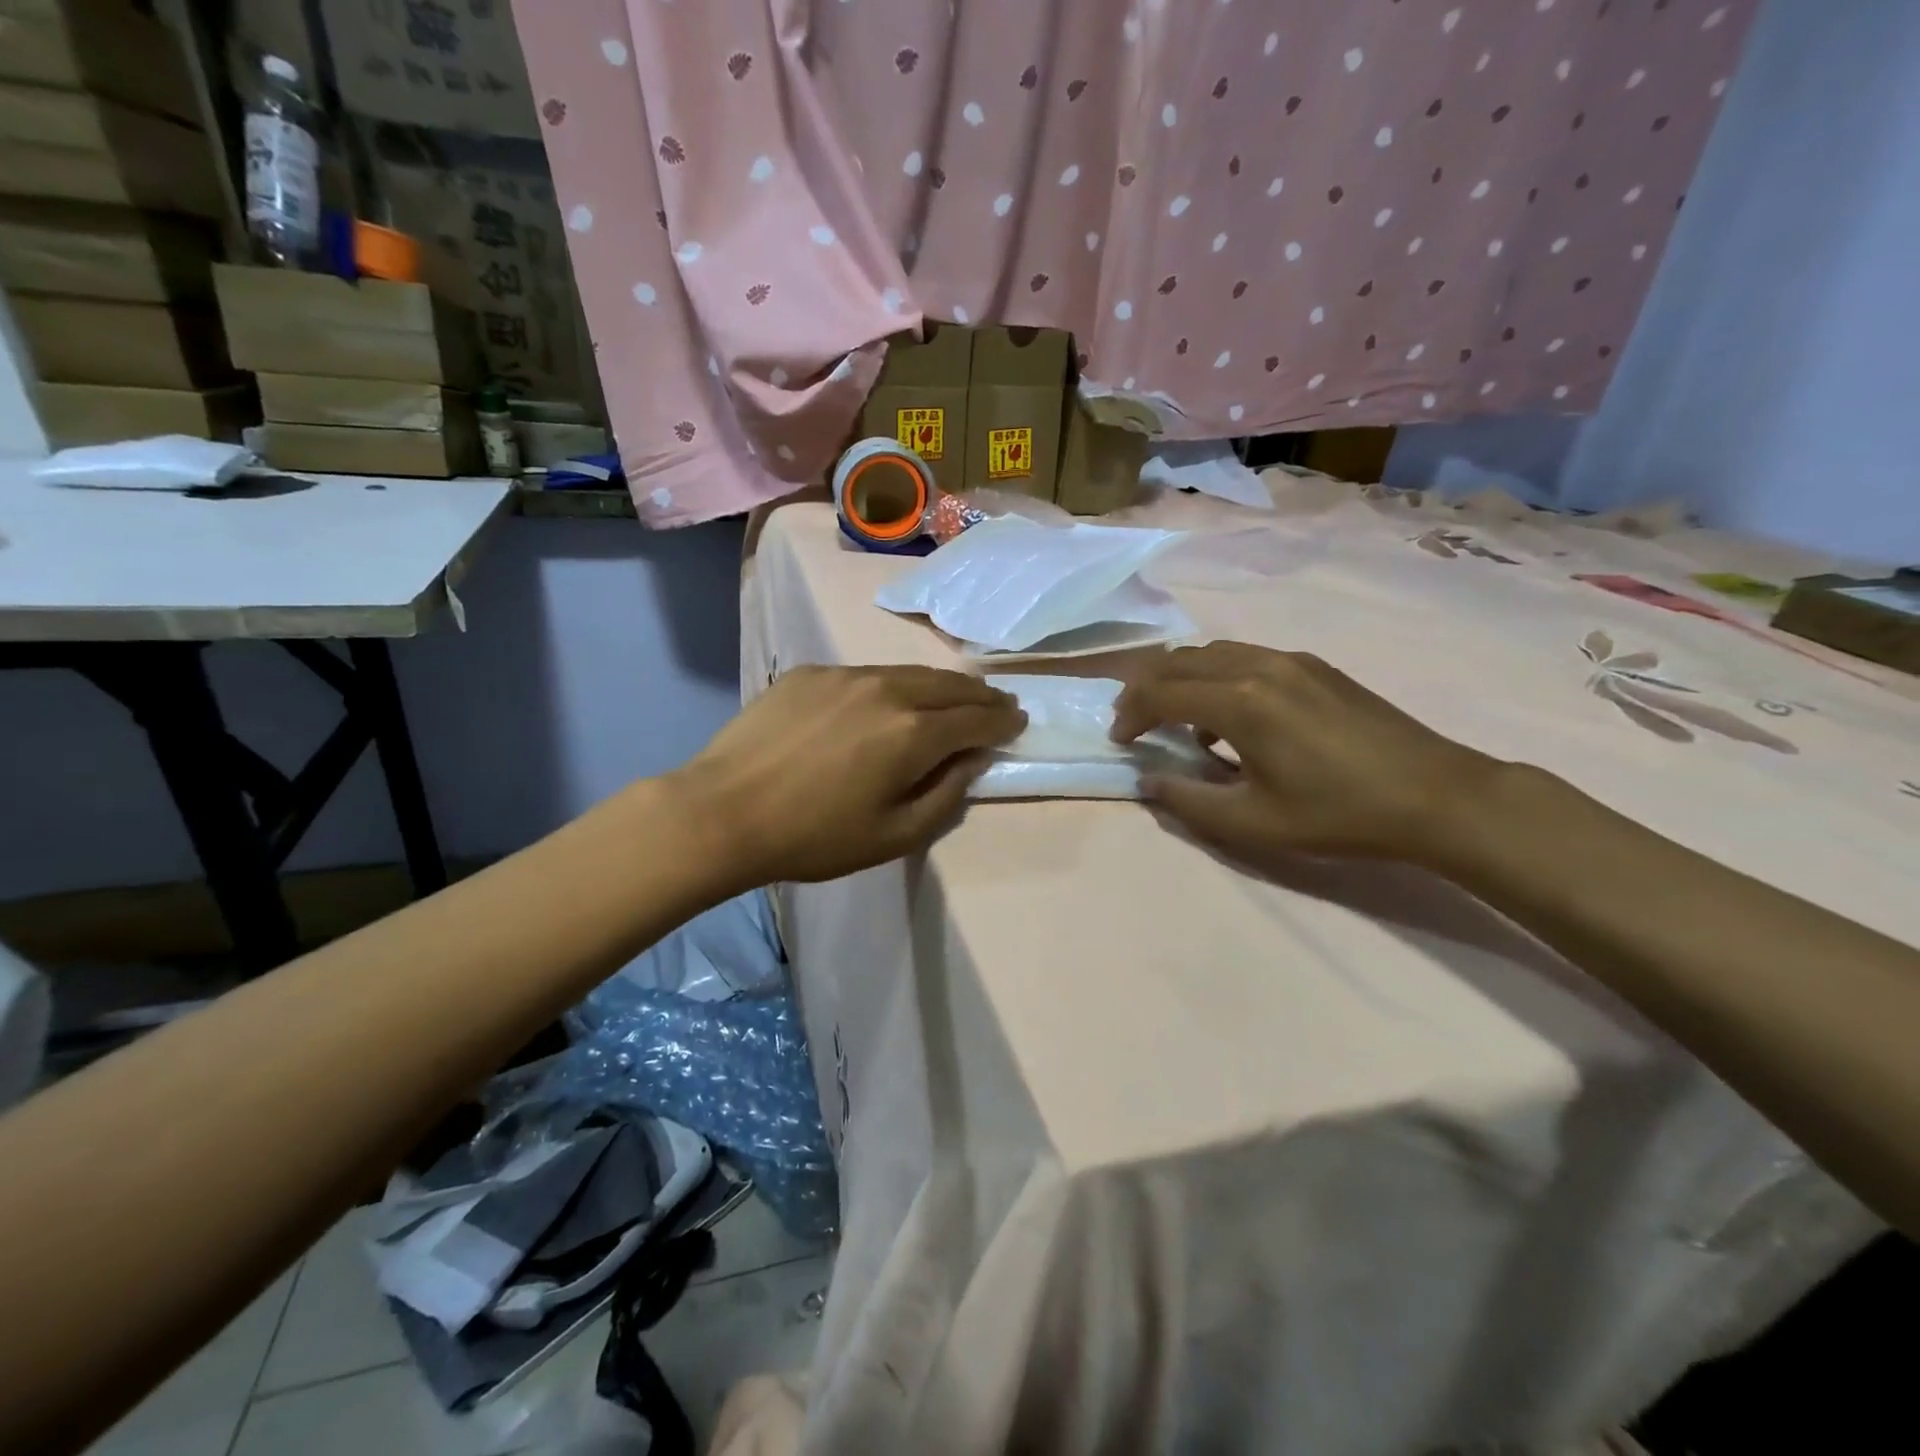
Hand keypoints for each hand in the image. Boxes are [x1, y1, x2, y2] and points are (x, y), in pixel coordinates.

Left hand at [671, 665, 1025, 886]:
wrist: (722, 812)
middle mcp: (888, 690)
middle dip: (979, 694)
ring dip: (939, 685)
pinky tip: (886, 701)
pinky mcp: (810, 673)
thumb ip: (945, 795)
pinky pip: (866, 675)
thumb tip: (972, 760)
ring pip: (909, 673)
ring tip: (952, 696)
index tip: (1017, 722)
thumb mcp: (894, 835)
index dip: (1002, 720)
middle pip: (949, 685)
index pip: (976, 718)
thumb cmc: (814, 837)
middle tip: (996, 703)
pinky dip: (891, 686)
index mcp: (914, 732)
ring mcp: (845, 675)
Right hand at [1111, 642, 1499, 867]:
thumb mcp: (1253, 823)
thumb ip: (1188, 801)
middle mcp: (1258, 665)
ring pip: (1212, 652)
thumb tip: (1148, 780)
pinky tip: (1231, 715)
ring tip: (1177, 718)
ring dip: (1181, 679)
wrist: (1435, 795)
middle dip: (1146, 688)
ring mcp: (1290, 659)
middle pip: (1179, 660)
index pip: (1160, 692)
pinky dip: (1217, 677)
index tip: (1120, 742)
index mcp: (1240, 701)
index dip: (1130, 714)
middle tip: (1133, 722)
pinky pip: (1245, 657)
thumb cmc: (1338, 814)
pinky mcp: (1314, 665)